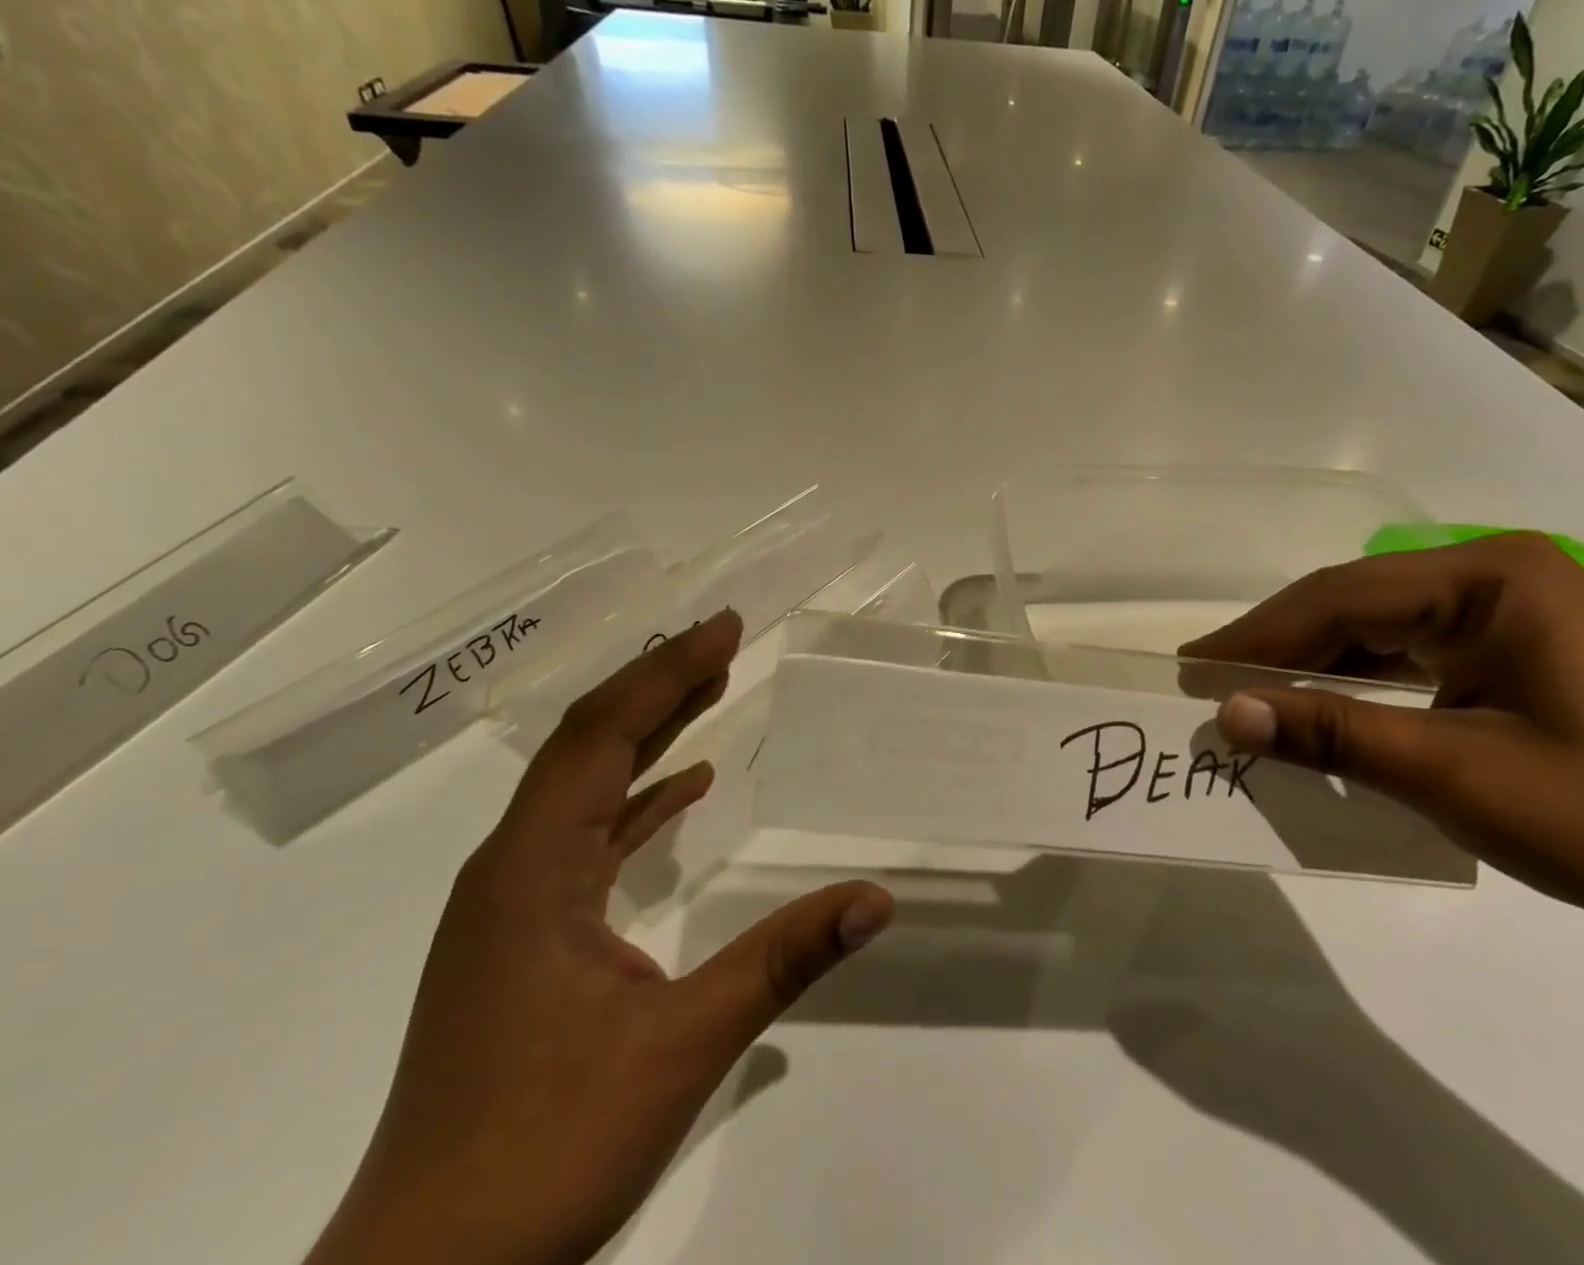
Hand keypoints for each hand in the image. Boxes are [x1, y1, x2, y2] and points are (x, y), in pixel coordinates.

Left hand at [306, 611, 894, 1264]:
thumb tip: (878, 898)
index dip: (667, 672)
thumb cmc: (543, 1151)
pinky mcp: (522, 939)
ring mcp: (511, 905)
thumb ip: (782, 960)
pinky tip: (682, 790)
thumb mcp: (680, 1046)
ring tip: (710, 689)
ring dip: (647, 735)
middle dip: (658, 685)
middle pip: (588, 745)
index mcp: (532, 868)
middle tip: (725, 640)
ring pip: (584, 786)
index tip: (726, 627)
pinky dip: (637, 800)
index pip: (604, 734)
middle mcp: (511, 868)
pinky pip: (587, 837)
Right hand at [1181, 533, 1583, 939]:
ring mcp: (1505, 612)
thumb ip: (1335, 735)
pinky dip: (1357, 686)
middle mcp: (1495, 577)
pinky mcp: (1508, 650)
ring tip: (1250, 700)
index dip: (1260, 635)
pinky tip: (1321, 713)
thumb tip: (1227, 715)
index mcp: (1493, 579)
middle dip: (1280, 649)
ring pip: (1376, 629)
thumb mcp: (1458, 775)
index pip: (1344, 597)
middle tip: (1209, 685)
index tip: (1194, 669)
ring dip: (1314, 668)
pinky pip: (1408, 655)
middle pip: (1355, 605)